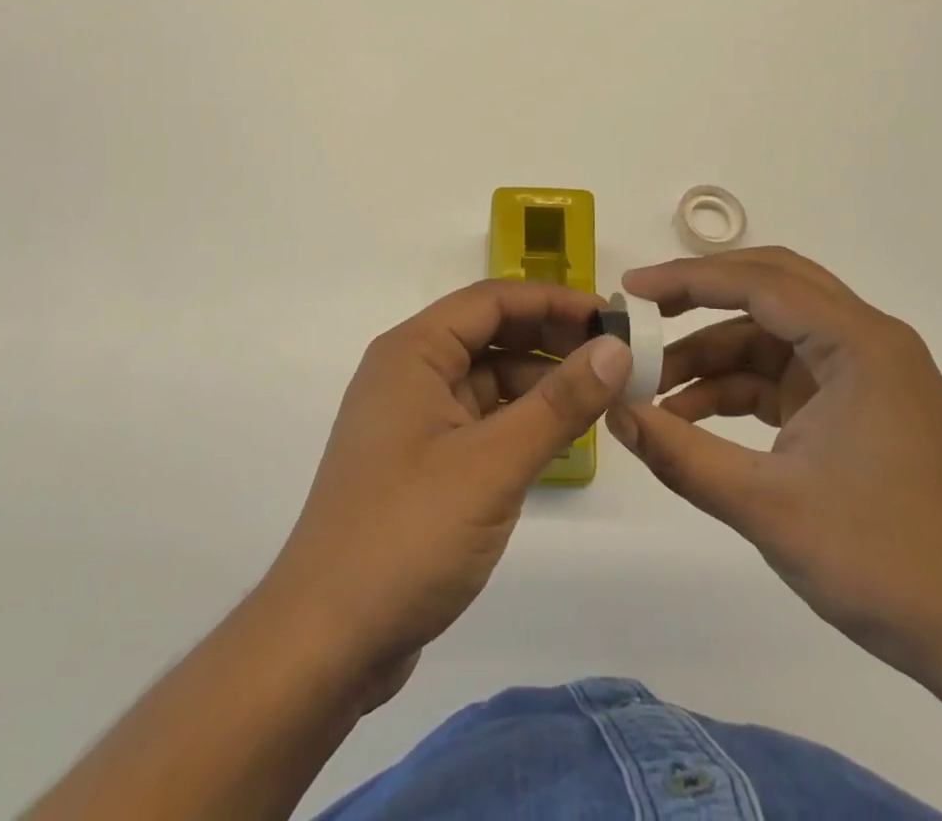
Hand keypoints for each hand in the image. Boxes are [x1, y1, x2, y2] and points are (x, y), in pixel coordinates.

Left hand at [263, 280, 631, 689]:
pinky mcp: (421, 463)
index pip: (491, 300)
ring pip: (487, 380)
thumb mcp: (493, 464)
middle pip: (490, 335)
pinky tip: (559, 437)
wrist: (326, 641)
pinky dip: (519, 420)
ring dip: (539, 383)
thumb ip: (559, 404)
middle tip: (615, 358)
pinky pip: (480, 420)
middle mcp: (409, 373)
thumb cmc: (407, 534)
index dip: (553, 301)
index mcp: (413, 352)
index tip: (610, 317)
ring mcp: (413, 420)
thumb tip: (615, 348)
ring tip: (600, 398)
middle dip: (550, 340)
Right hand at [607, 248, 941, 692]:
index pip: (761, 283)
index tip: (630, 291)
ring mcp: (863, 374)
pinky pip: (782, 374)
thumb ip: (681, 454)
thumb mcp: (768, 507)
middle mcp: (866, 341)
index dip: (688, 279)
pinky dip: (736, 388)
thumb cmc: (884, 563)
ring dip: (712, 353)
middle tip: (642, 313)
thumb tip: (613, 412)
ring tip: (652, 385)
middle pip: (770, 288)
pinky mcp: (855, 406)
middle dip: (701, 298)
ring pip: (770, 334)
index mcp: (860, 344)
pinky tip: (690, 416)